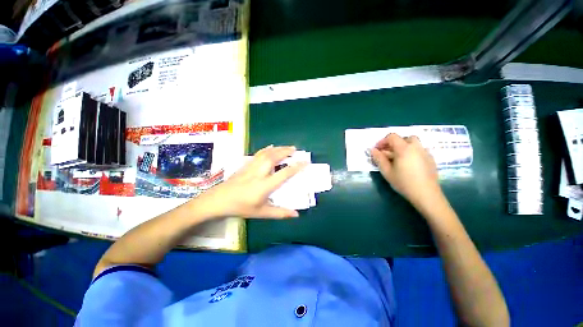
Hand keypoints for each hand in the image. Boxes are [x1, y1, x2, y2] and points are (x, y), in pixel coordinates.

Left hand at [194, 145, 307, 218]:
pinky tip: (270, 147)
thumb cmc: (241, 207)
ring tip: (286, 147)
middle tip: (295, 149)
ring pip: (266, 154)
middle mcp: (259, 173)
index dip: (296, 167)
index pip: (284, 174)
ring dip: (278, 149)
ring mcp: (251, 167)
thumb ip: (280, 213)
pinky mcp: (246, 165)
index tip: (305, 162)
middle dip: (286, 152)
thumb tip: (296, 214)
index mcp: (265, 185)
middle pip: (274, 158)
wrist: (218, 200)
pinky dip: (266, 149)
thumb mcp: (262, 213)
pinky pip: (258, 154)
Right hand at [370, 133, 442, 210]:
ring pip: (413, 143)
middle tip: (387, 153)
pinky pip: (419, 150)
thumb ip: (379, 159)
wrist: (426, 194)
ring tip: (397, 158)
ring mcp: (425, 152)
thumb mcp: (387, 171)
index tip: (377, 150)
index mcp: (404, 148)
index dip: (382, 141)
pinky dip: (411, 152)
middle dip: (393, 143)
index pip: (392, 137)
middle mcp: (416, 147)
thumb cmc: (403, 182)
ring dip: (403, 147)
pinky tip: (408, 164)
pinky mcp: (431, 159)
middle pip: (404, 138)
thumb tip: (372, 150)